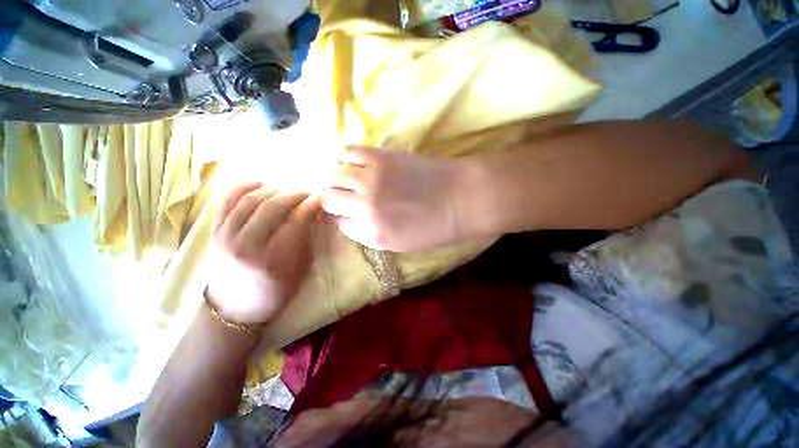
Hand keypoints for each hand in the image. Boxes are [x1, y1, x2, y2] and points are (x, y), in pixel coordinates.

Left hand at [206, 183, 319, 324]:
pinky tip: (259, 183)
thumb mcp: (298, 271)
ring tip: (288, 190)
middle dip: (295, 194)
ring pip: (250, 200)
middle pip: (272, 206)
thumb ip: (305, 241)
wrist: (235, 308)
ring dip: (274, 190)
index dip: (311, 206)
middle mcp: (247, 245)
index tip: (321, 199)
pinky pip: (226, 202)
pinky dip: (242, 187)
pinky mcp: (215, 232)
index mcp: (273, 259)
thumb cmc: (274, 292)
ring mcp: (226, 236)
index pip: (295, 221)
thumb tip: (313, 215)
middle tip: (308, 193)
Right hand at [322, 147, 462, 251]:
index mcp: (373, 233)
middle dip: (334, 198)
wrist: (460, 198)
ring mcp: (371, 179)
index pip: (339, 223)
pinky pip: (347, 152)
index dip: (343, 217)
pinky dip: (345, 157)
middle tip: (345, 195)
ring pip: (333, 175)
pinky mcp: (380, 157)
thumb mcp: (398, 244)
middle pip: (329, 198)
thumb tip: (346, 218)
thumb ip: (368, 234)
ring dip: (338, 178)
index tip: (349, 212)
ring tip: (349, 178)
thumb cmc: (434, 227)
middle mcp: (365, 207)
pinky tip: (354, 162)